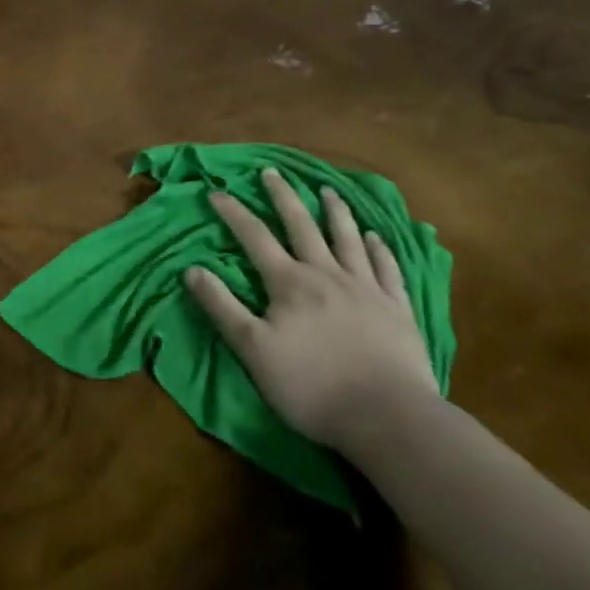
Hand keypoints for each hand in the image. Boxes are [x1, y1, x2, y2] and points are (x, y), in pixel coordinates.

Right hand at [182, 167, 436, 449]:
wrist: (389, 417)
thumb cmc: (312, 386)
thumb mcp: (252, 349)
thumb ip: (222, 307)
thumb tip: (191, 269)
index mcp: (289, 283)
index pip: (255, 237)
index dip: (233, 213)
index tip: (216, 192)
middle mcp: (326, 274)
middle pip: (302, 226)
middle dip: (283, 197)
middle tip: (272, 172)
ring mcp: (366, 289)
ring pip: (347, 239)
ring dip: (335, 212)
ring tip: (328, 191)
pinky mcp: (397, 309)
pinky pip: (386, 269)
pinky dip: (378, 249)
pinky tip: (375, 237)